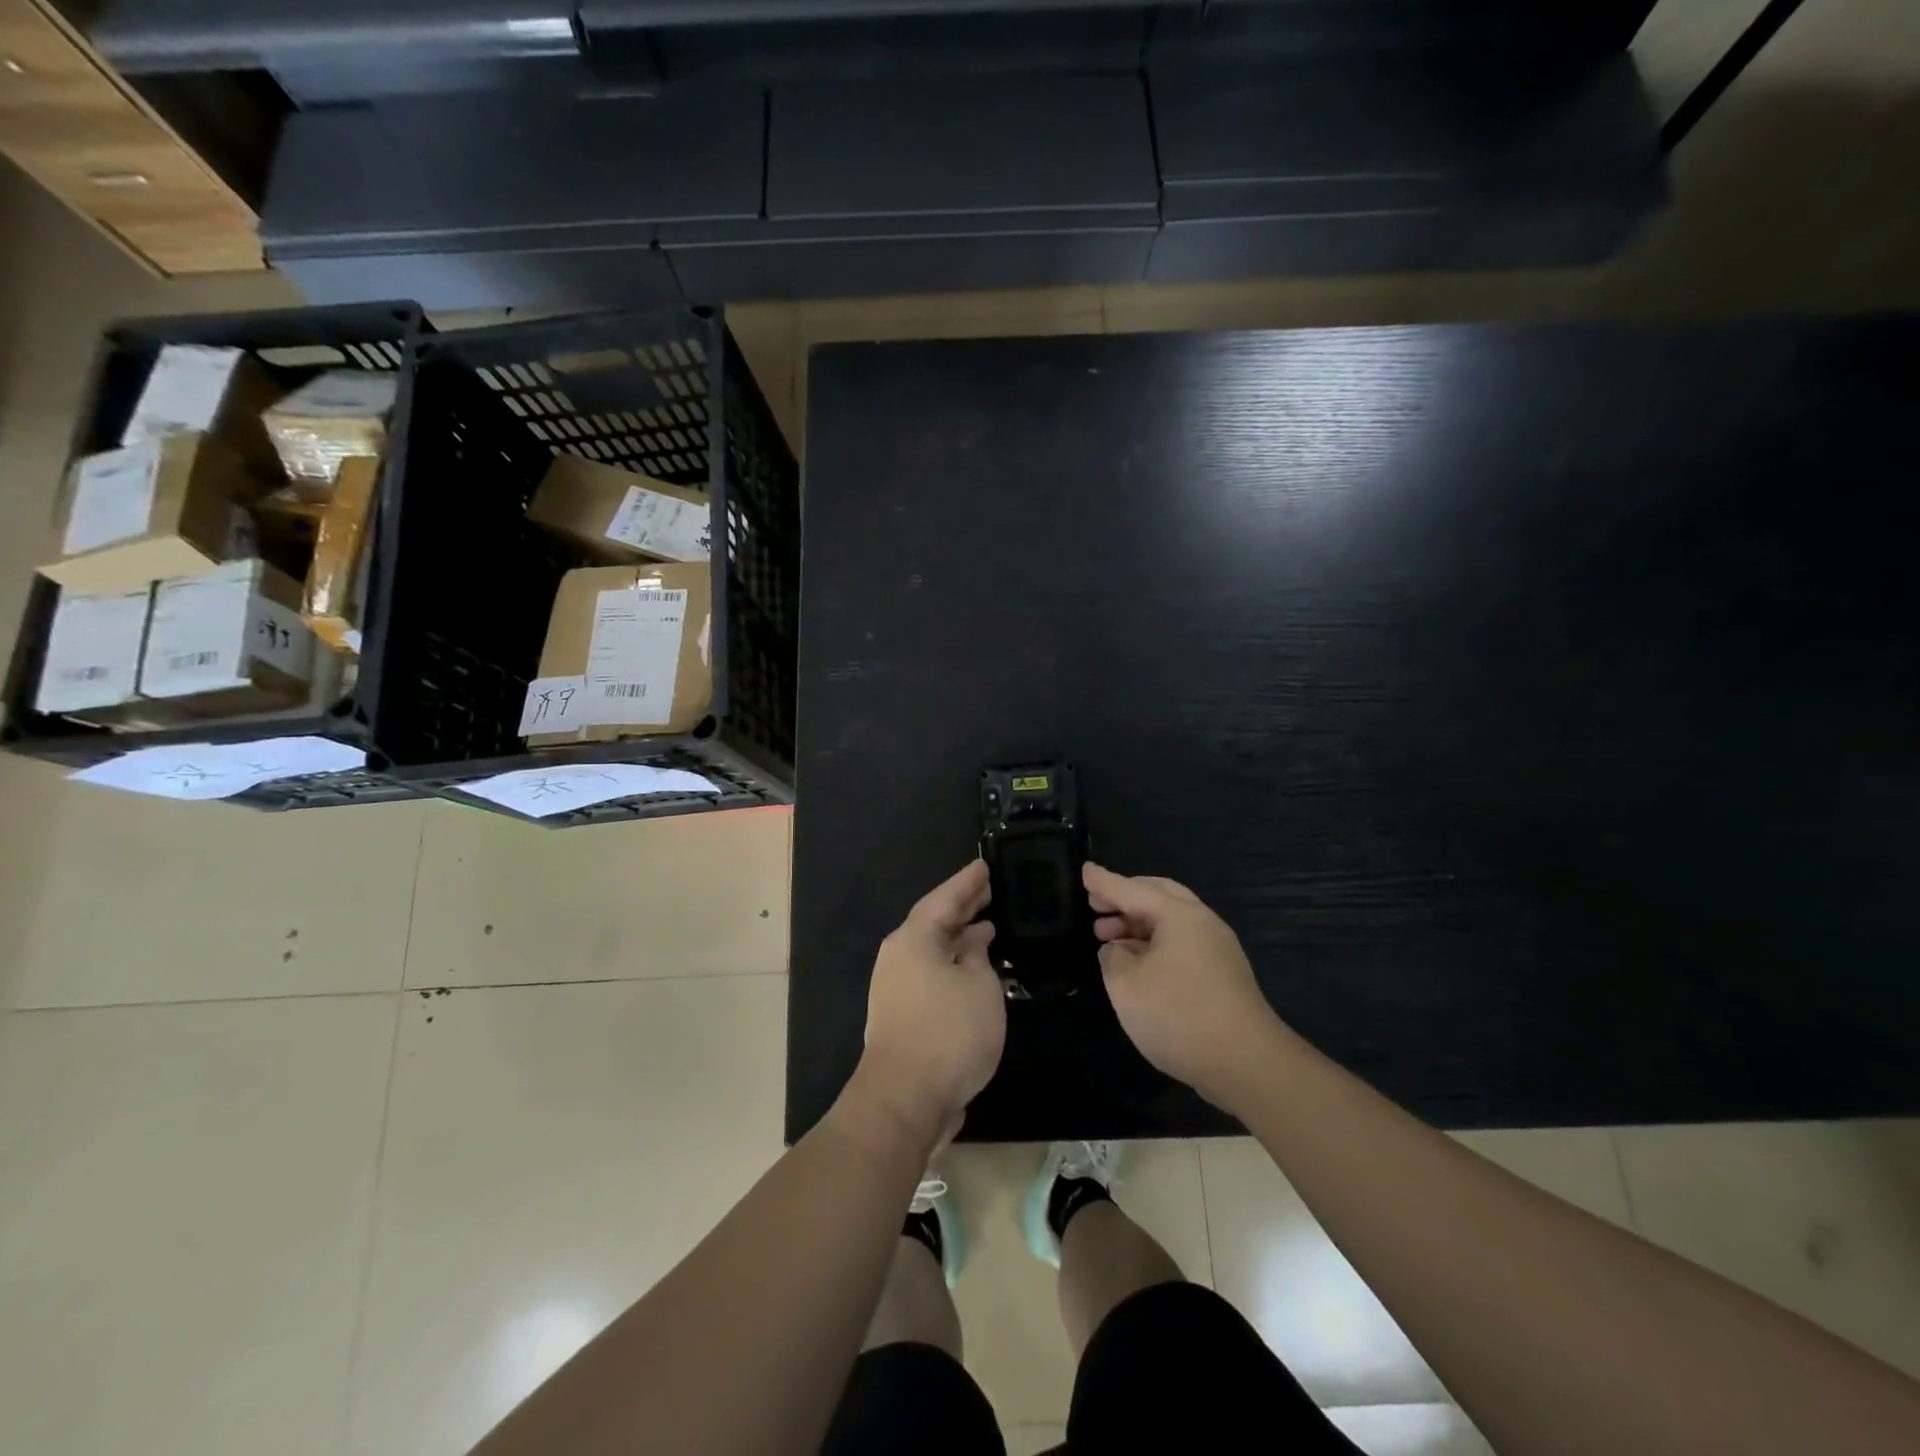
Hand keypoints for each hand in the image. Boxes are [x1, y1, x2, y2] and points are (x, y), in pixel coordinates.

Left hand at [856, 860, 1005, 1141]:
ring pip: (932, 950)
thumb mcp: (980, 987)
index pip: (944, 898)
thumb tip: (972, 941)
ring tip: (987, 927)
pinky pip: (931, 974)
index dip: (967, 882)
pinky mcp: (902, 1015)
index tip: (985, 865)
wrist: (904, 1100)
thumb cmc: (948, 1033)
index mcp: (913, 940)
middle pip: (934, 922)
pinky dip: (953, 965)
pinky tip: (974, 972)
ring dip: (959, 939)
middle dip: (962, 907)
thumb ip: (978, 957)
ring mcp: (896, 987)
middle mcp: (899, 957)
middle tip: (989, 891)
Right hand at [1084, 863, 1287, 1108]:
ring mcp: (1217, 949)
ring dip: (1138, 923)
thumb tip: (1119, 949)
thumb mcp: (1126, 985)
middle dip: (1124, 898)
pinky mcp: (1222, 975)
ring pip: (1171, 921)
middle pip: (1158, 896)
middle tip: (1096, 905)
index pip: (1132, 890)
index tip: (1084, 870)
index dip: (1104, 882)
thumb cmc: (1179, 1015)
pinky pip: (1181, 942)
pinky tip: (1137, 964)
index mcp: (1179, 915)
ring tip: (1108, 937)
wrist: (1247, 1064)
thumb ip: (1113, 957)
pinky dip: (1154, 943)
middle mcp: (1202, 923)